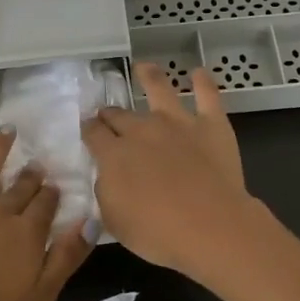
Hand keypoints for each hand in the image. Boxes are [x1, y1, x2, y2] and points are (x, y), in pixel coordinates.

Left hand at [0, 120, 92, 300]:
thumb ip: (68, 255)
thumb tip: (91, 219)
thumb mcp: (43, 296)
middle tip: (36, 166)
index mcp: (26, 232)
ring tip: (6, 131)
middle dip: (31, 175)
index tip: (55, 188)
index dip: (52, 195)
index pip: (46, 204)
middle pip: (20, 187)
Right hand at [81, 63, 284, 285]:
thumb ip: (105, 192)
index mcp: (114, 154)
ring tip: (145, 67)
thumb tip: (106, 175)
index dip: (88, 130)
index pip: (93, 133)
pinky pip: (207, 96)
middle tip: (109, 115)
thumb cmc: (157, 233)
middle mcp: (142, 130)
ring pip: (159, 89)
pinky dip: (203, 82)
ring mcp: (178, 123)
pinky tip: (199, 72)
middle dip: (111, 113)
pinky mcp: (211, 125)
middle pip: (120, 114)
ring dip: (150, 76)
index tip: (88, 130)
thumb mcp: (114, 221)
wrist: (211, 227)